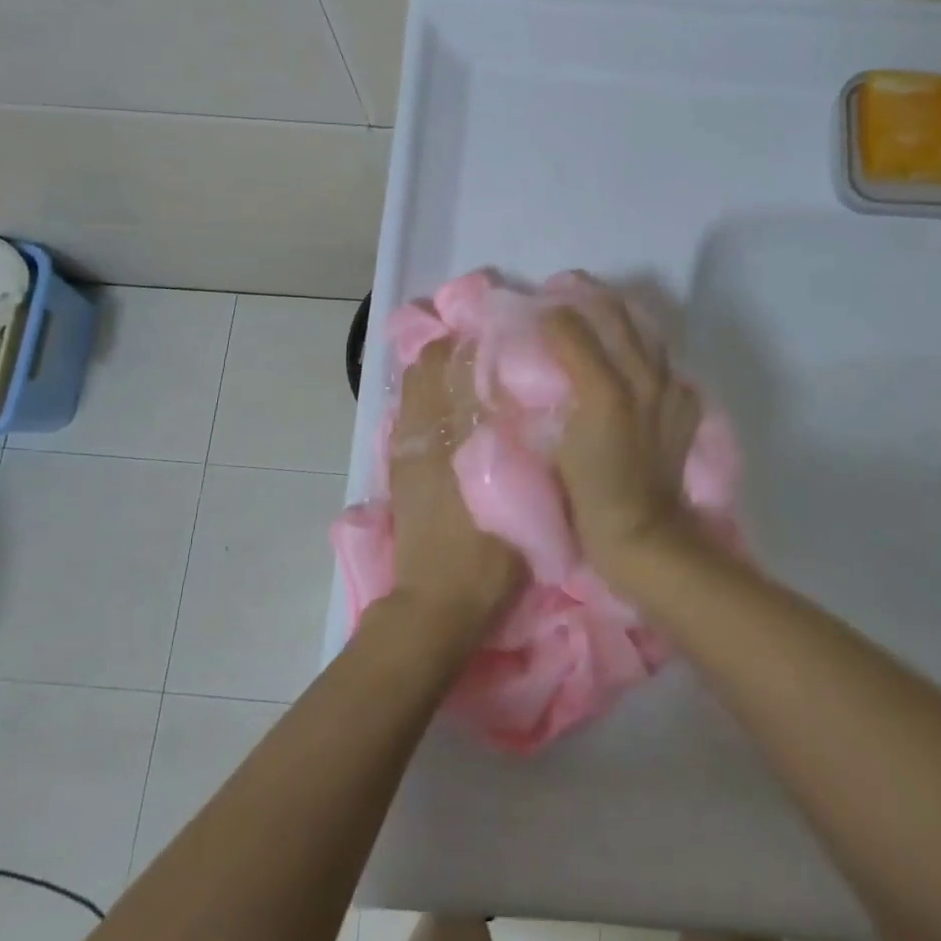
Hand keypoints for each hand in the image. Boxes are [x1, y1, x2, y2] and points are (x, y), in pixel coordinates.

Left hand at [385, 340, 525, 650]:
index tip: (503, 335)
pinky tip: (448, 408)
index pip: (460, 367)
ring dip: (436, 370)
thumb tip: (542, 409)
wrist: (437, 605)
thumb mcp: (528, 506)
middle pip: (429, 365)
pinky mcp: (398, 466)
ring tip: (467, 373)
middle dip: (455, 349)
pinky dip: (423, 396)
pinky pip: (405, 412)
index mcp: (460, 439)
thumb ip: (534, 454)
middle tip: (489, 350)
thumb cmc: (491, 558)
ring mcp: (406, 449)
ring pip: (412, 384)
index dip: (479, 343)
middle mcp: (427, 433)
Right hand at [541, 298, 701, 581]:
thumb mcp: (555, 446)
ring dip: (620, 316)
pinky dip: (647, 353)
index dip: (550, 313)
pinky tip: (634, 361)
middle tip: (564, 290)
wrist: (643, 534)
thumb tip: (536, 363)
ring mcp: (668, 391)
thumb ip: (548, 400)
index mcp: (605, 386)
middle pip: (616, 317)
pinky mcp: (683, 407)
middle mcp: (642, 378)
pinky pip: (666, 365)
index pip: (572, 329)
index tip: (533, 308)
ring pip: (646, 334)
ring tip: (599, 311)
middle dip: (588, 296)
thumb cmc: (589, 494)